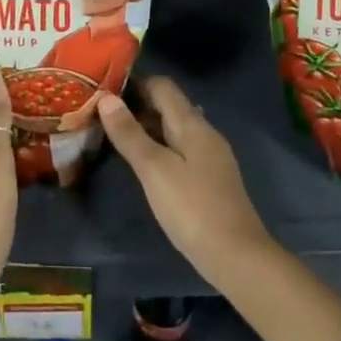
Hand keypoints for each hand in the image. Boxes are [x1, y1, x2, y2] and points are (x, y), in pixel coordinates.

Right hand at [96, 77, 272, 289]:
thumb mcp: (154, 170)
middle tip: (103, 117)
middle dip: (138, 106)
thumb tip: (107, 98)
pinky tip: (145, 165)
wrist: (237, 256)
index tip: (105, 93)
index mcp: (192, 123)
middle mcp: (204, 131)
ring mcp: (211, 155)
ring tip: (117, 138)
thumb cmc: (192, 208)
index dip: (134, 84)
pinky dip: (161, 147)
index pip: (162, 86)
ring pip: (175, 128)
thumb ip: (130, 133)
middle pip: (169, 106)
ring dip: (148, 128)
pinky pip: (181, 148)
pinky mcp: (211, 178)